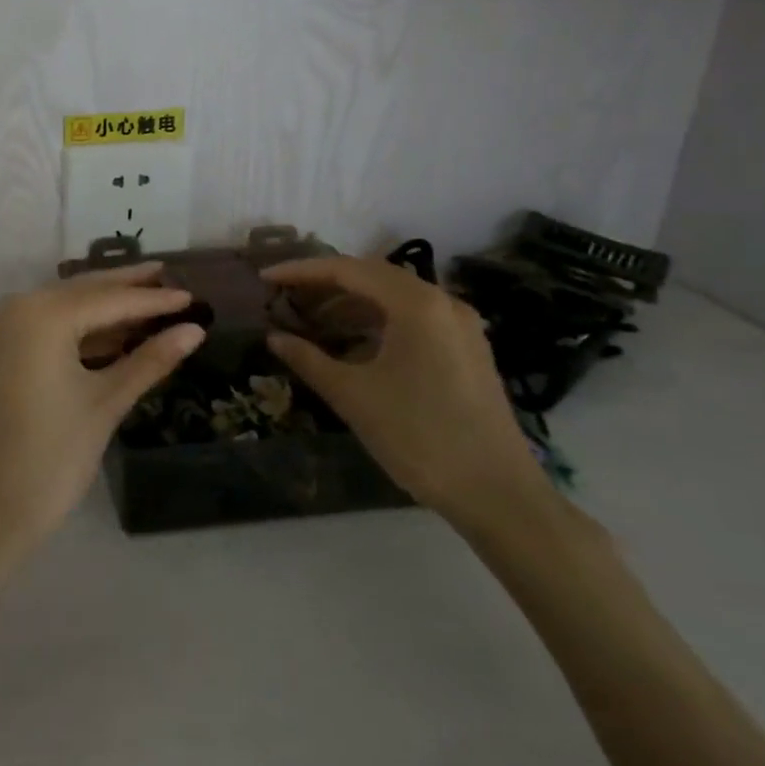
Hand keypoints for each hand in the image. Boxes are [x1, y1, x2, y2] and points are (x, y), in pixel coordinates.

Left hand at [0, 264, 205, 556]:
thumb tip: (193, 330)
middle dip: (124, 286)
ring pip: (59, 306)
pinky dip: (74, 327)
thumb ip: (149, 360)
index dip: (153, 300)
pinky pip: (40, 325)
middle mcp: (14, 307)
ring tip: (145, 302)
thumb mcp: (106, 403)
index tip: (191, 296)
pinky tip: (106, 333)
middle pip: (81, 291)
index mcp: (42, 314)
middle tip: (165, 275)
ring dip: (100, 306)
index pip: (109, 300)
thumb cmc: (51, 458)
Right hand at [262, 255, 550, 529]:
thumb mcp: (353, 396)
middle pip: (372, 277)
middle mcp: (442, 302)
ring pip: (393, 298)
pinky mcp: (466, 349)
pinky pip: (412, 318)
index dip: (301, 271)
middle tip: (285, 296)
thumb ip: (308, 359)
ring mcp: (459, 326)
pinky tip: (351, 344)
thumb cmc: (419, 437)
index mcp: (416, 304)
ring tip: (311, 321)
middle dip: (325, 284)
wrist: (498, 496)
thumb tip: (274, 337)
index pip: (347, 270)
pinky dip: (376, 322)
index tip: (265, 278)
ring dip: (350, 304)